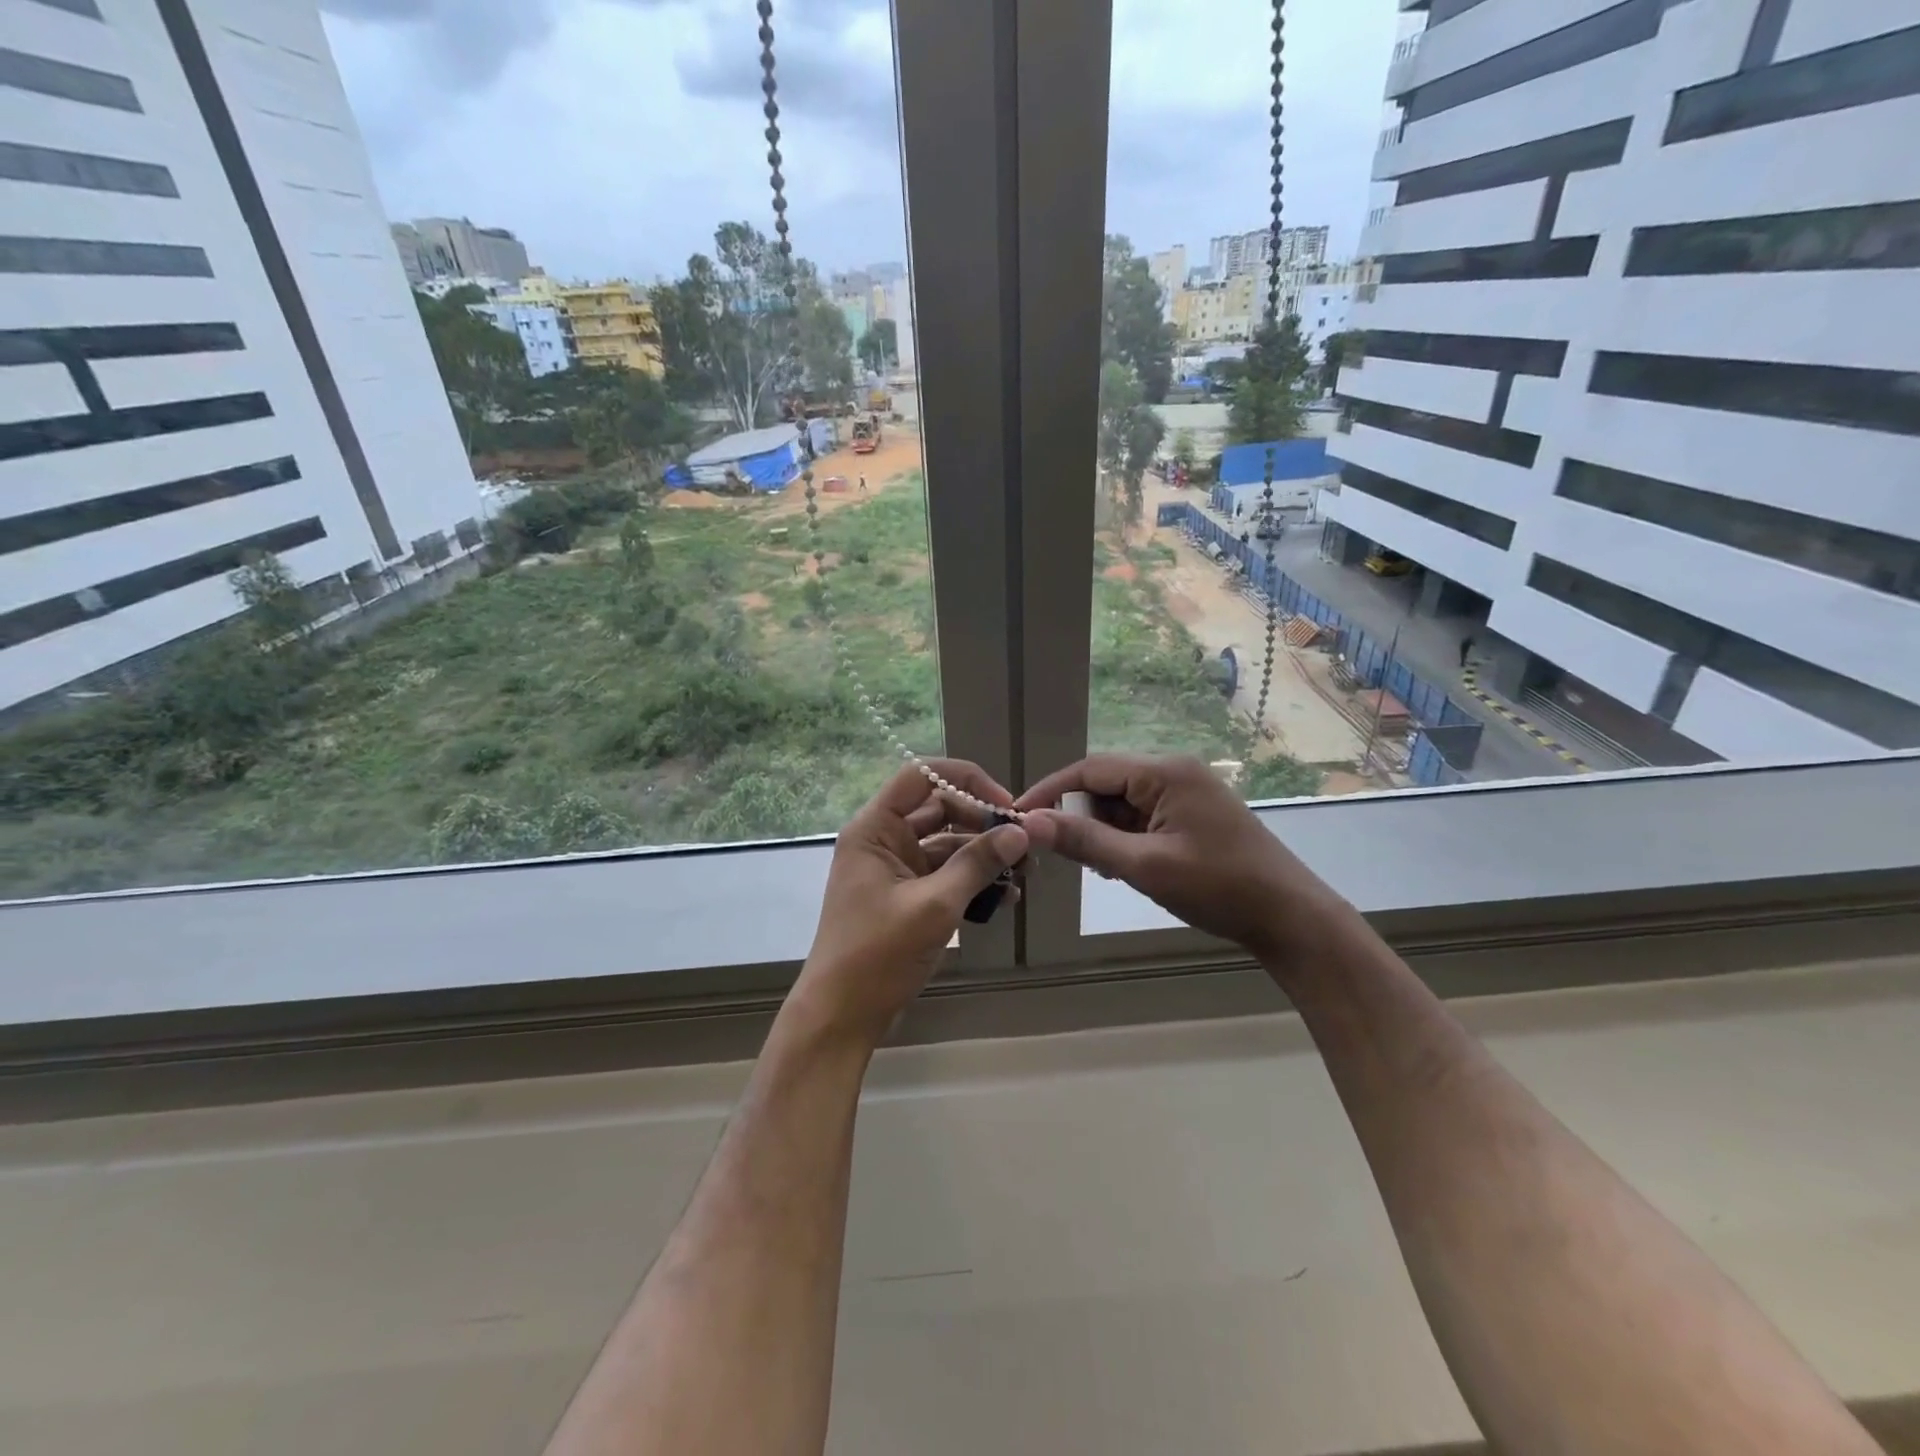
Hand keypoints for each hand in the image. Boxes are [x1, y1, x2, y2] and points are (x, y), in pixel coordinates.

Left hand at [790, 759, 1027, 1047]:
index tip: (1004, 804)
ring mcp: (896, 869)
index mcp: (875, 829)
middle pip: (940, 809)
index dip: (965, 780)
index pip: (920, 776)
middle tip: (1023, 844)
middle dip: (983, 823)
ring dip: (984, 856)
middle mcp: (884, 840)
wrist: (842, 1015)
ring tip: (1023, 875)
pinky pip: (946, 875)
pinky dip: (973, 882)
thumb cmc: (878, 954)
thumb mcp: (934, 906)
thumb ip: (977, 864)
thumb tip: (1020, 832)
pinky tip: (1005, 898)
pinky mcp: (908, 896)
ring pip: (947, 844)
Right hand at [1017, 754, 1351, 965]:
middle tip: (1060, 852)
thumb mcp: (1144, 866)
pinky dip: (1125, 839)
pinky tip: (1124, 868)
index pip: (1090, 768)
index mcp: (1165, 772)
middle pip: (1106, 783)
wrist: (1289, 918)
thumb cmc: (1218, 887)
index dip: (1051, 791)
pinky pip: (1143, 817)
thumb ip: (1085, 841)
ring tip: (1099, 867)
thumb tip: (1031, 823)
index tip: (1019, 816)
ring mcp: (1186, 793)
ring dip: (1102, 831)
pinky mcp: (1193, 815)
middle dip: (1079, 815)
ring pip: (1123, 803)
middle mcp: (1174, 772)